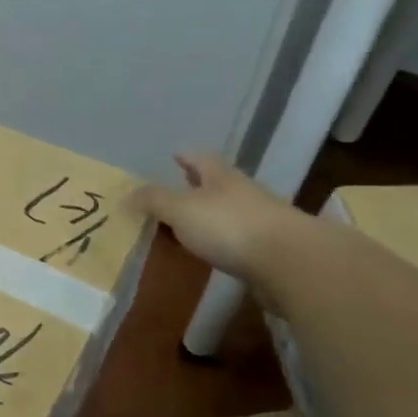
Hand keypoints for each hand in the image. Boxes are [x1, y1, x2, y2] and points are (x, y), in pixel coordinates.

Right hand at [130, 153, 310, 285]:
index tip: (175, 155)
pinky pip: (239, 238)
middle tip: (177, 189)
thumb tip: (126, 195)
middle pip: (218, 183)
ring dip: (211, 214)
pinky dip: (223, 240)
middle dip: (197, 185)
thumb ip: (153, 201)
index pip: (200, 159)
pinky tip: (213, 250)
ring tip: (188, 224)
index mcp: (221, 177)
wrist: (291, 262)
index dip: (186, 157)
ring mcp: (261, 220)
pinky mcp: (270, 249)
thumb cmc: (229, 226)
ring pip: (229, 210)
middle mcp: (243, 193)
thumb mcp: (180, 209)